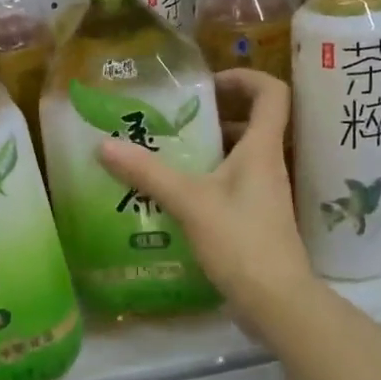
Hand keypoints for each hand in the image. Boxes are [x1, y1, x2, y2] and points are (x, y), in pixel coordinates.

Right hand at [96, 69, 315, 335]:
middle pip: (253, 123)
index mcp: (262, 149)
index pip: (272, 93)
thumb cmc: (240, 241)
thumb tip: (104, 145)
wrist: (276, 302)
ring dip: (209, 149)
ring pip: (239, 156)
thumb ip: (148, 173)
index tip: (208, 84)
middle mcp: (268, 165)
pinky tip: (176, 195)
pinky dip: (207, 180)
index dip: (245, 77)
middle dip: (215, 114)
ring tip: (167, 153)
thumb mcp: (190, 202)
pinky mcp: (256, 219)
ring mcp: (264, 194)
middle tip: (175, 118)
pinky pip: (232, 185)